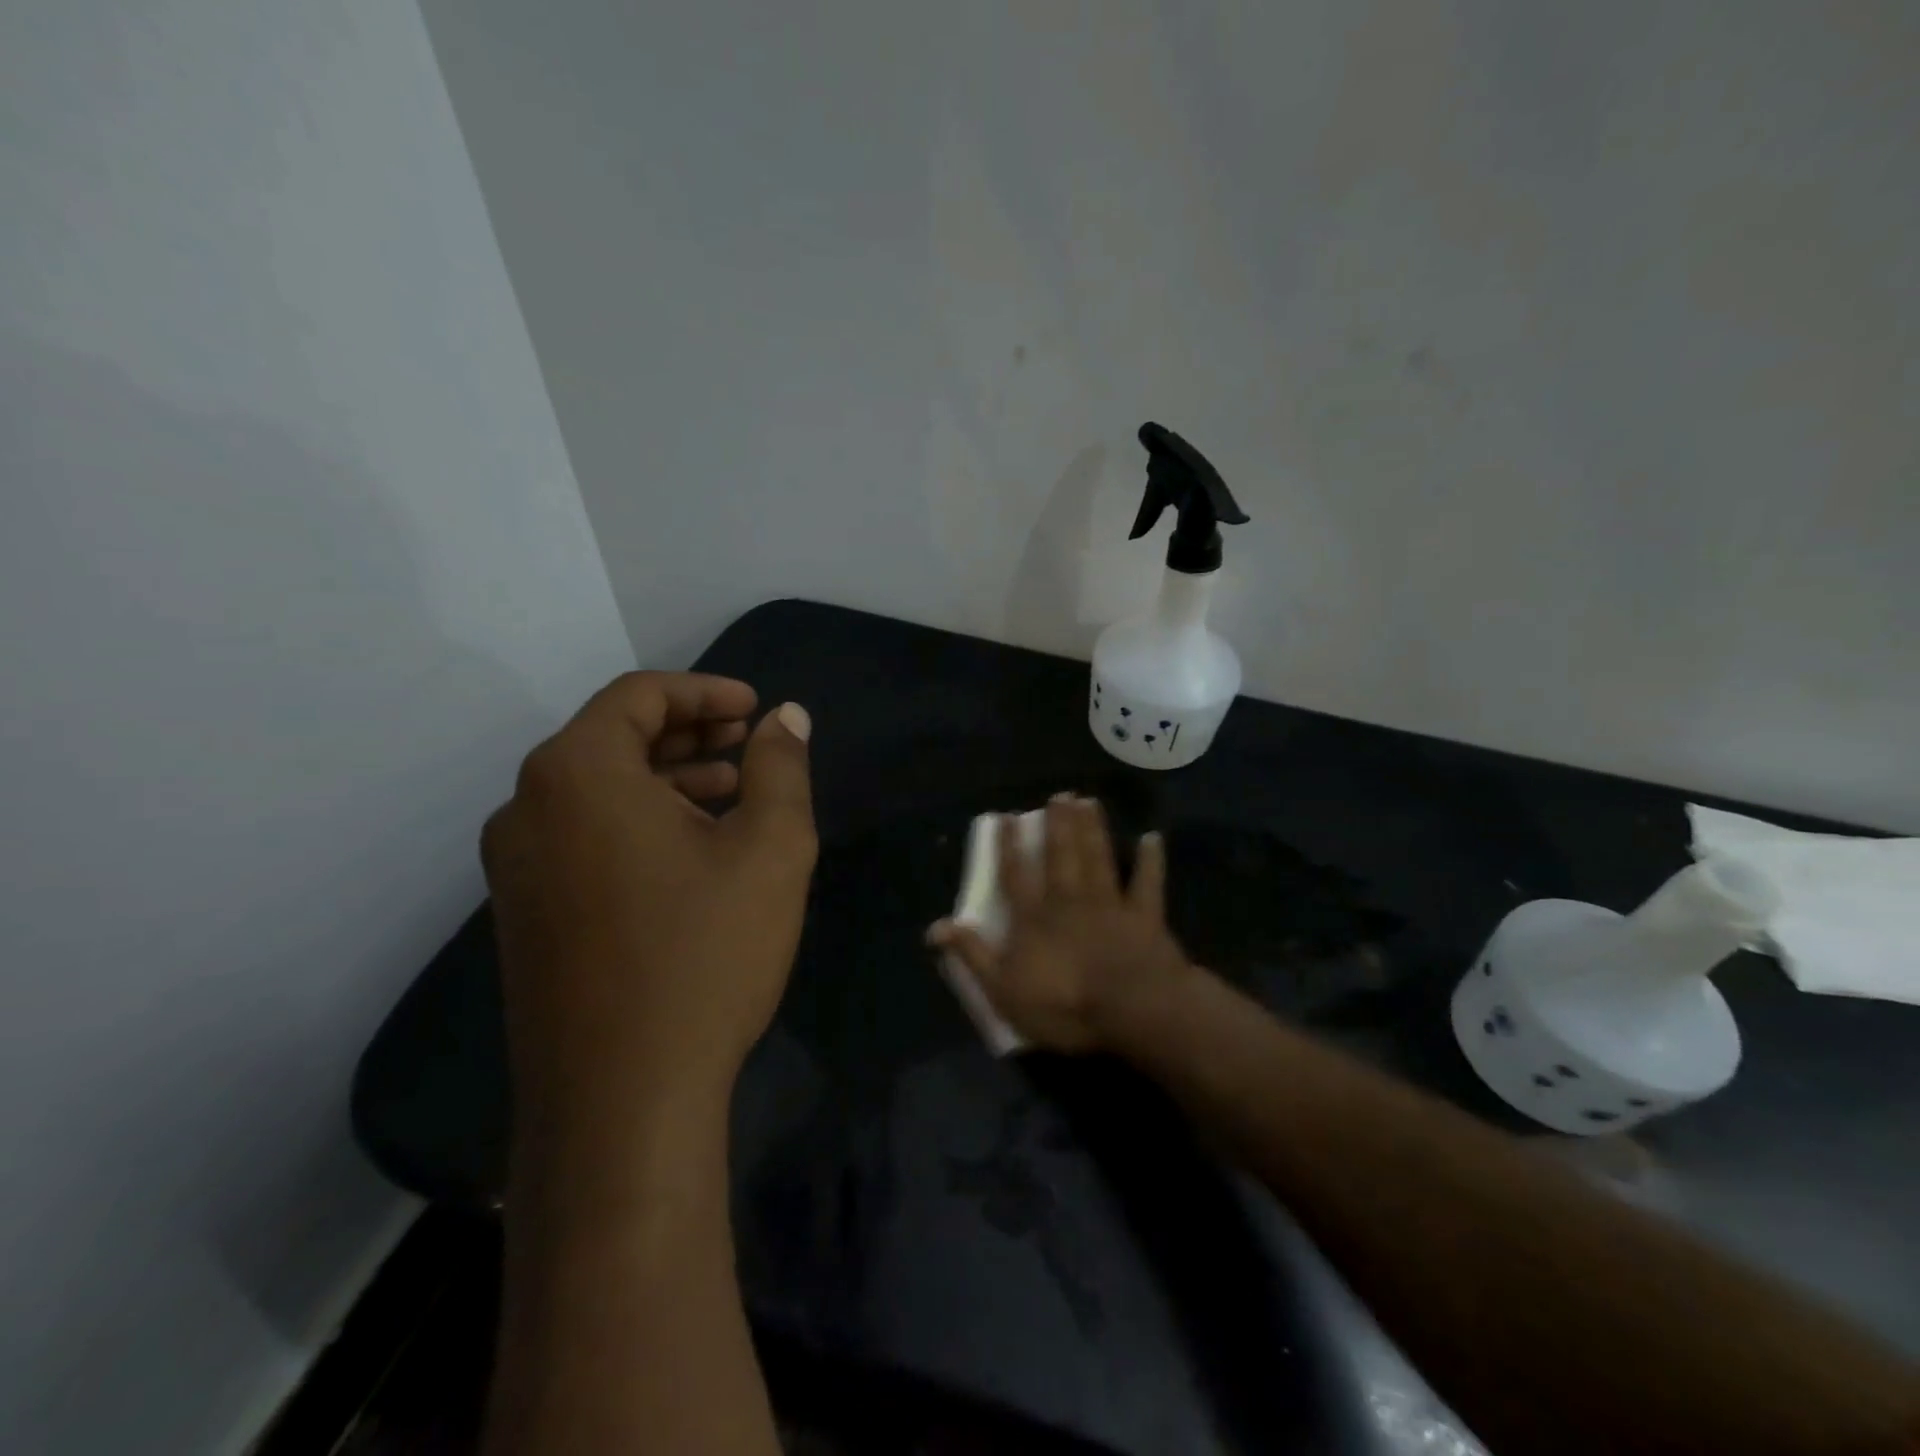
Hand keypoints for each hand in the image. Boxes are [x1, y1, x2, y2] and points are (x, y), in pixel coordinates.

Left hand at [480, 672, 817, 1165]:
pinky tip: (694, 850)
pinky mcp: (525, 913)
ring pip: (598, 790)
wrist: (621, 1100)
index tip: (756, 709)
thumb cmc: (704, 954)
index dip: (705, 690)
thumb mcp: (769, 849)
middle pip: (613, 737)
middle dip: (689, 732)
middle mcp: (527, 808)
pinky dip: (640, 821)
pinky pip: (584, 835)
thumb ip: (780, 768)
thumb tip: (786, 718)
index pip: (639, 696)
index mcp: (577, 774)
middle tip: (750, 744)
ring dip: (668, 778)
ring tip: (734, 794)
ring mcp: (516, 866)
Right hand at [929, 795, 1192, 1052]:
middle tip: (1059, 795)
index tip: (1006, 815)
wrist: (1130, 1009)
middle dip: (1057, 824)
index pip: (1015, 874)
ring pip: (1098, 857)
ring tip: (1088, 802)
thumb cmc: (1064, 1004)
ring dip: (1093, 829)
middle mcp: (1069, 900)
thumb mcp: (1003, 990)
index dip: (1008, 845)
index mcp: (1034, 918)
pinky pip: (1147, 882)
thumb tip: (935, 927)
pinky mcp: (1144, 915)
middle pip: (1061, 855)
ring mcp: (1109, 903)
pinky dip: (1151, 860)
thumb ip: (972, 955)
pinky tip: (1153, 838)